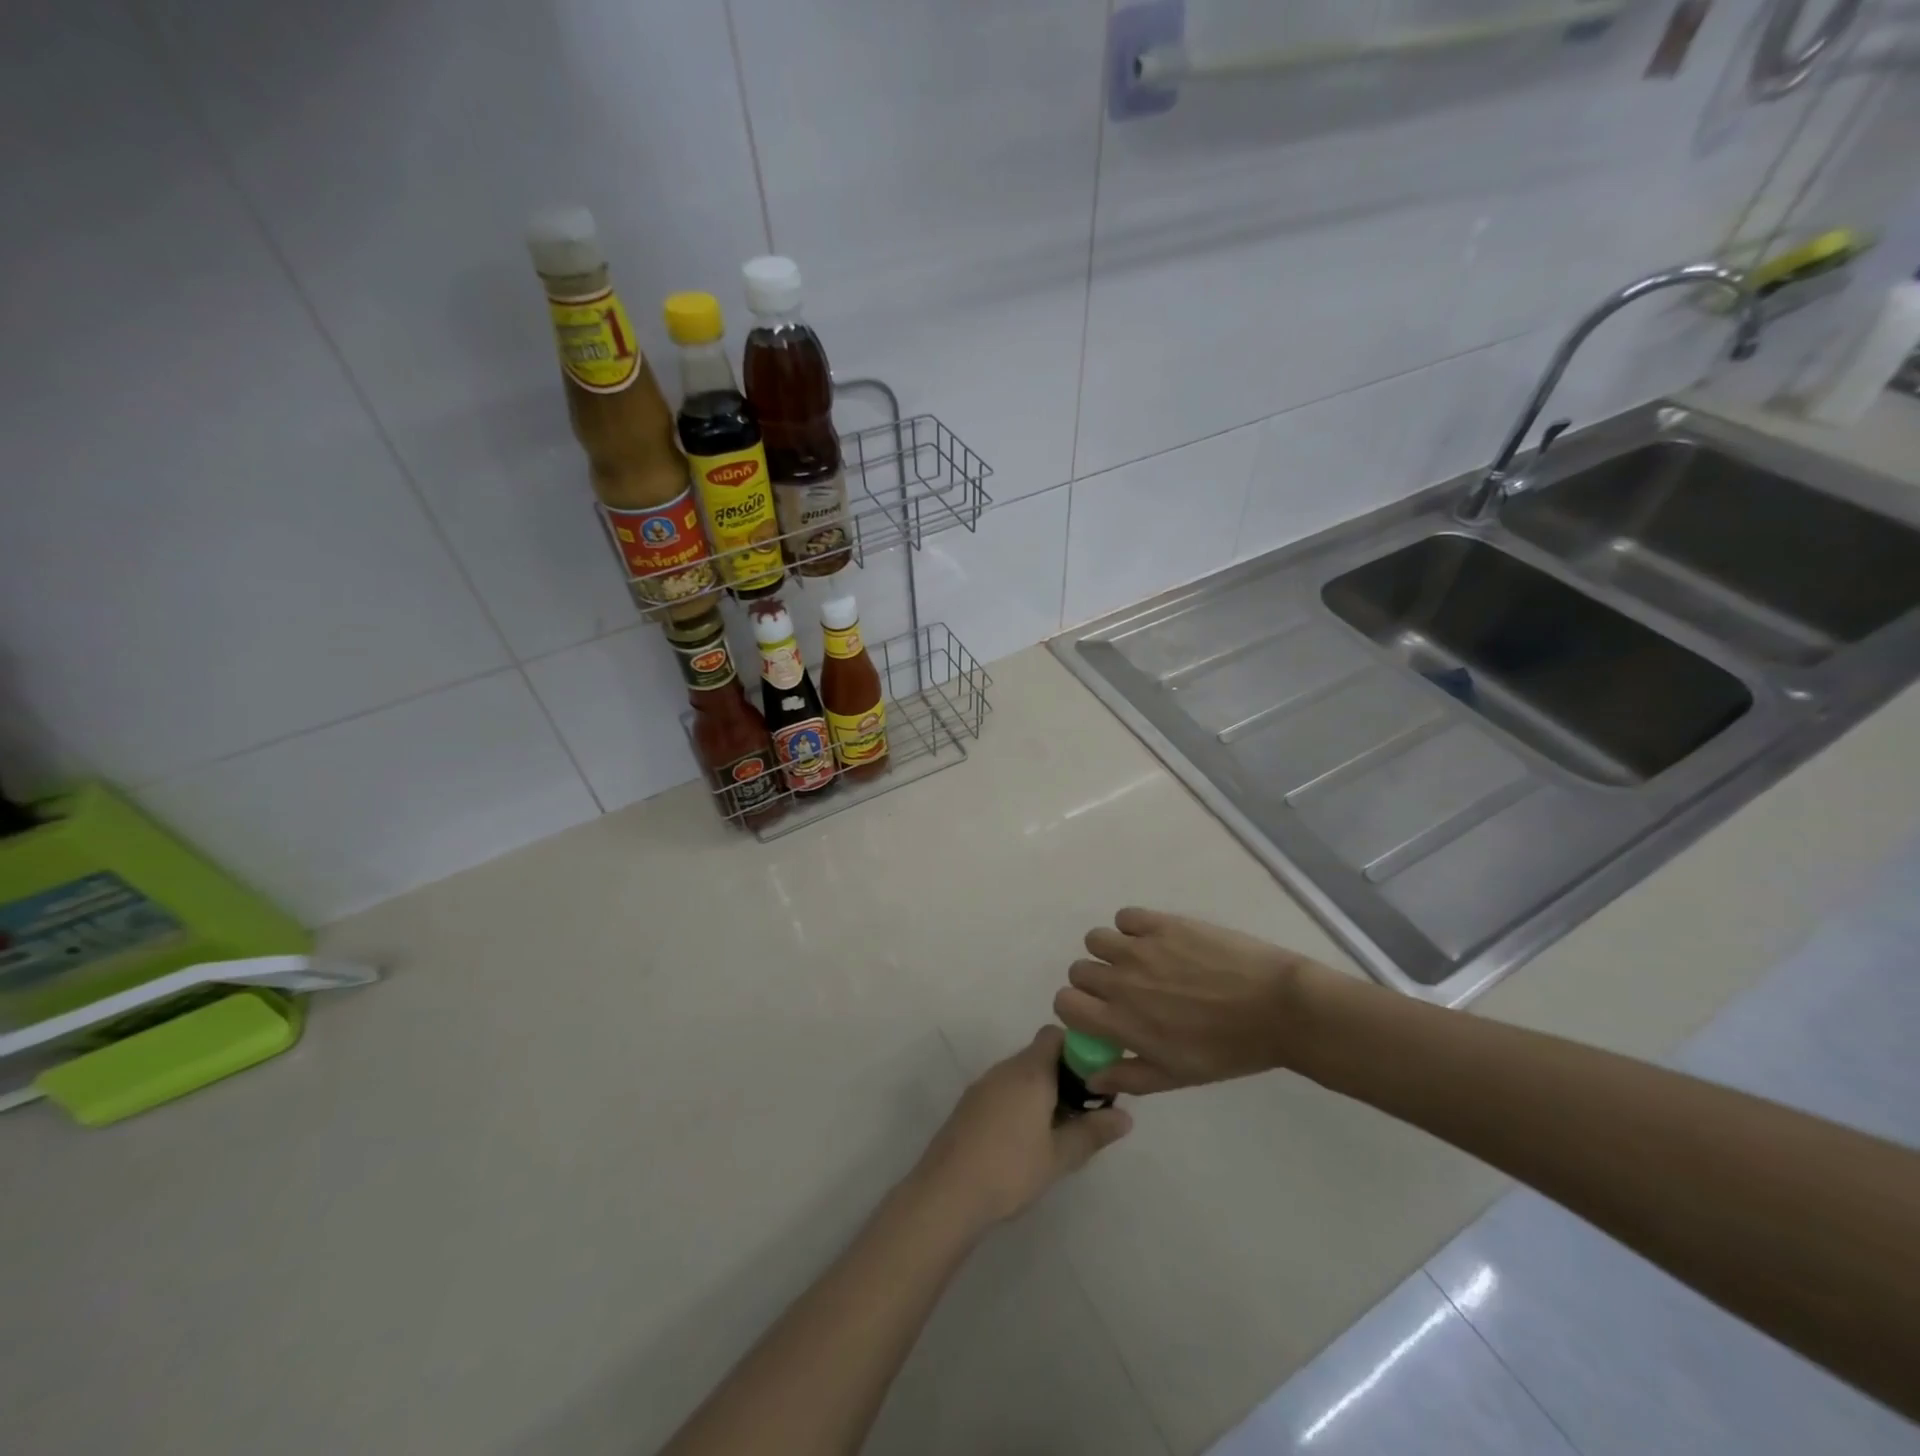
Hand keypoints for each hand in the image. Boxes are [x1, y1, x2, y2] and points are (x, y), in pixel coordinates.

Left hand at [914, 1027, 1131, 1227]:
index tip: (1096, 1079)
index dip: (1078, 1049)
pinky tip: (1026, 1139)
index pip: (1055, 1035)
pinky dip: (1020, 1102)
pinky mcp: (969, 1105)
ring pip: (1021, 1074)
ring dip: (1042, 1091)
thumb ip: (1093, 1132)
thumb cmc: (1011, 1169)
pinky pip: (1003, 1090)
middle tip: (1084, 1111)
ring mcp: (983, 1085)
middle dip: (1064, 1076)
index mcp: (1030, 1071)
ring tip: (1059, 1129)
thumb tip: (1126, 1117)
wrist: (947, 1192)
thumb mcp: (1060, 1156)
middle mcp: (1005, 1068)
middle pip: (1039, 1054)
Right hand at [1053, 908, 1341, 1094]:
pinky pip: (1126, 917)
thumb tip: (1090, 1077)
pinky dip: (1133, 928)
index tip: (1096, 1014)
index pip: (1065, 1003)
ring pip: (1096, 939)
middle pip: (1078, 970)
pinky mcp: (1163, 923)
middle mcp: (1121, 980)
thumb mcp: (1177, 1076)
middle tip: (1125, 992)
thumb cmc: (1228, 1050)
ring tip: (1139, 963)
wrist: (1276, 1008)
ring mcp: (1141, 947)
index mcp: (1122, 1021)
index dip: (1076, 1009)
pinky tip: (1156, 942)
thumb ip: (1129, 1076)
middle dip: (1094, 983)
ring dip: (1109, 952)